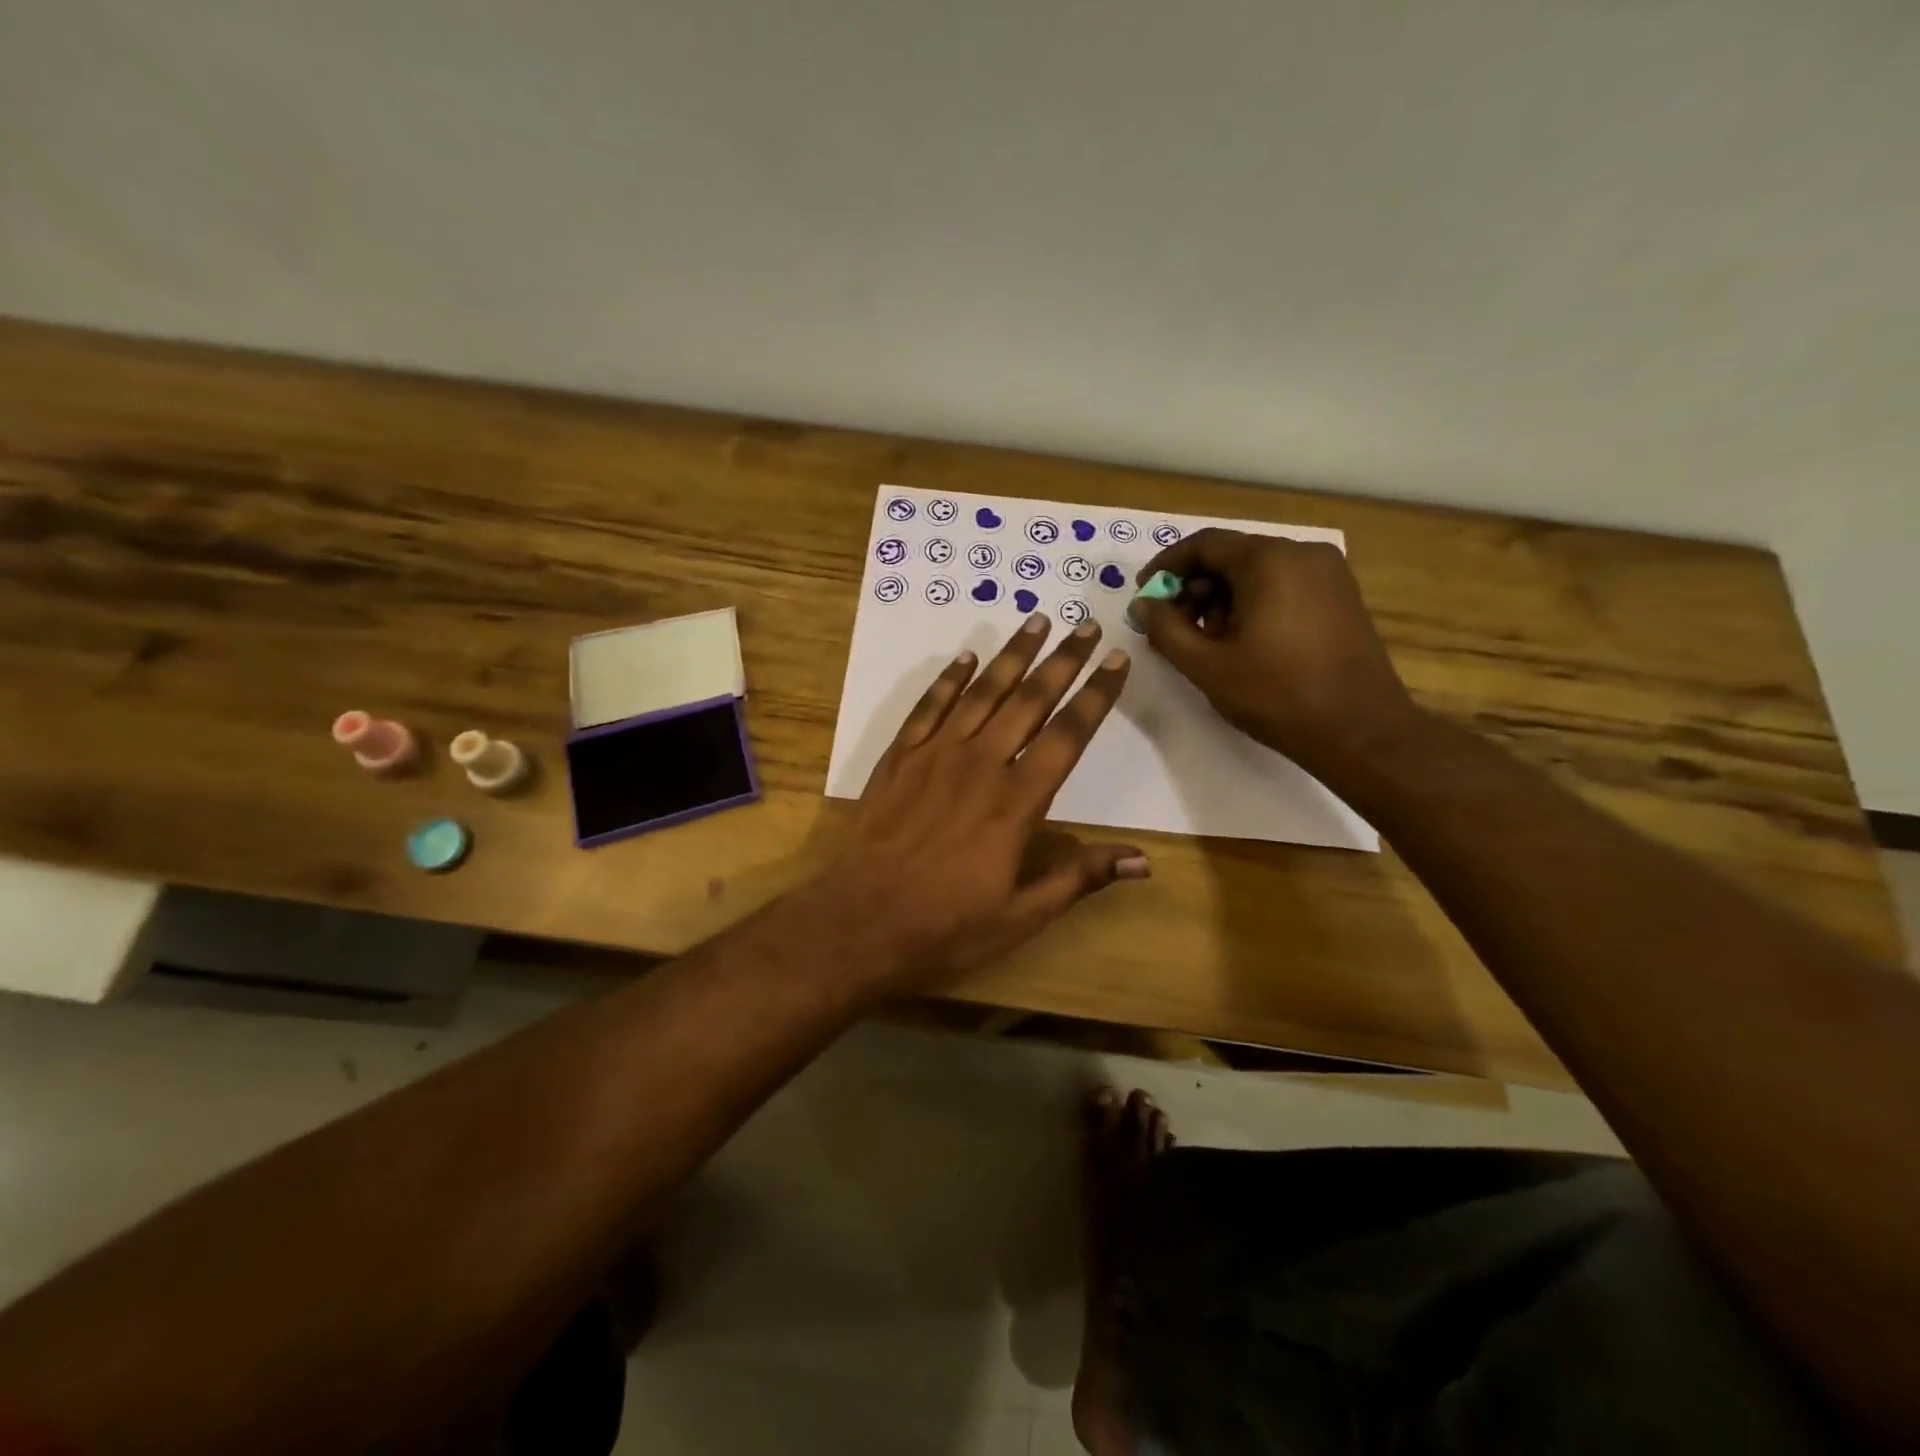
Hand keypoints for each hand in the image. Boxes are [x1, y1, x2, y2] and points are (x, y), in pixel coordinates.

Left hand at [821, 613, 1145, 987]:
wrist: (860, 920)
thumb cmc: (946, 925)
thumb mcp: (1021, 916)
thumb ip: (1078, 878)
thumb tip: (1142, 861)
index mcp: (1016, 802)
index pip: (1068, 736)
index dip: (1096, 696)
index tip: (1118, 661)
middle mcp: (980, 764)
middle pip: (1030, 700)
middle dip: (1063, 660)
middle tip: (1086, 626)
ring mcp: (935, 755)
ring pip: (982, 692)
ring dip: (1012, 656)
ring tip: (1036, 622)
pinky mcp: (900, 757)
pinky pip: (929, 706)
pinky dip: (950, 680)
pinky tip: (966, 658)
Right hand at [1131, 529, 1419, 779]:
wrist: (1361, 731)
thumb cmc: (1277, 695)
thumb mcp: (1207, 666)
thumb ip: (1166, 629)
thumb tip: (1142, 605)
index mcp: (1269, 561)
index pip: (1204, 544)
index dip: (1166, 567)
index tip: (1144, 596)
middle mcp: (1302, 553)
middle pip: (1231, 556)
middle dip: (1194, 587)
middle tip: (1172, 626)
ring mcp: (1328, 573)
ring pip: (1257, 571)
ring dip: (1222, 598)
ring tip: (1207, 641)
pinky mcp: (1340, 595)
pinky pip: (1283, 584)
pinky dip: (1253, 603)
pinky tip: (1242, 641)